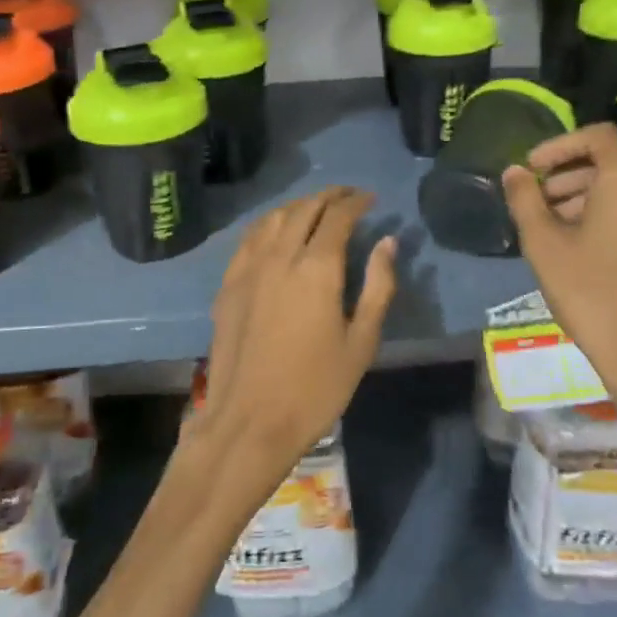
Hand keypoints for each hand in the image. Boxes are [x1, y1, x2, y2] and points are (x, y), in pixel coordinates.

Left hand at [191, 187, 397, 488]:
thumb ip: (377, 286)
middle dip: (329, 196)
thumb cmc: (316, 388)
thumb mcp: (361, 342)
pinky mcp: (229, 283)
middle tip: (348, 196)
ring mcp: (249, 267)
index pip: (338, 216)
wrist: (250, 420)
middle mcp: (280, 256)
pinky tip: (276, 230)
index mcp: (317, 268)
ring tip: (316, 208)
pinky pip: (250, 237)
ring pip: (274, 218)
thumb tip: (387, 242)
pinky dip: (269, 223)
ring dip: (299, 205)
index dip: (356, 201)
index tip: (370, 198)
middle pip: (305, 208)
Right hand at [502, 125, 616, 436]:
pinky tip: (572, 246)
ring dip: (580, 194)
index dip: (559, 143)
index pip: (597, 135)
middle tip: (533, 197)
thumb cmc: (590, 291)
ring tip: (546, 224)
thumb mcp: (544, 243)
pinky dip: (599, 214)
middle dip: (566, 172)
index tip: (531, 167)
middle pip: (608, 161)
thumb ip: (525, 199)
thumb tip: (514, 171)